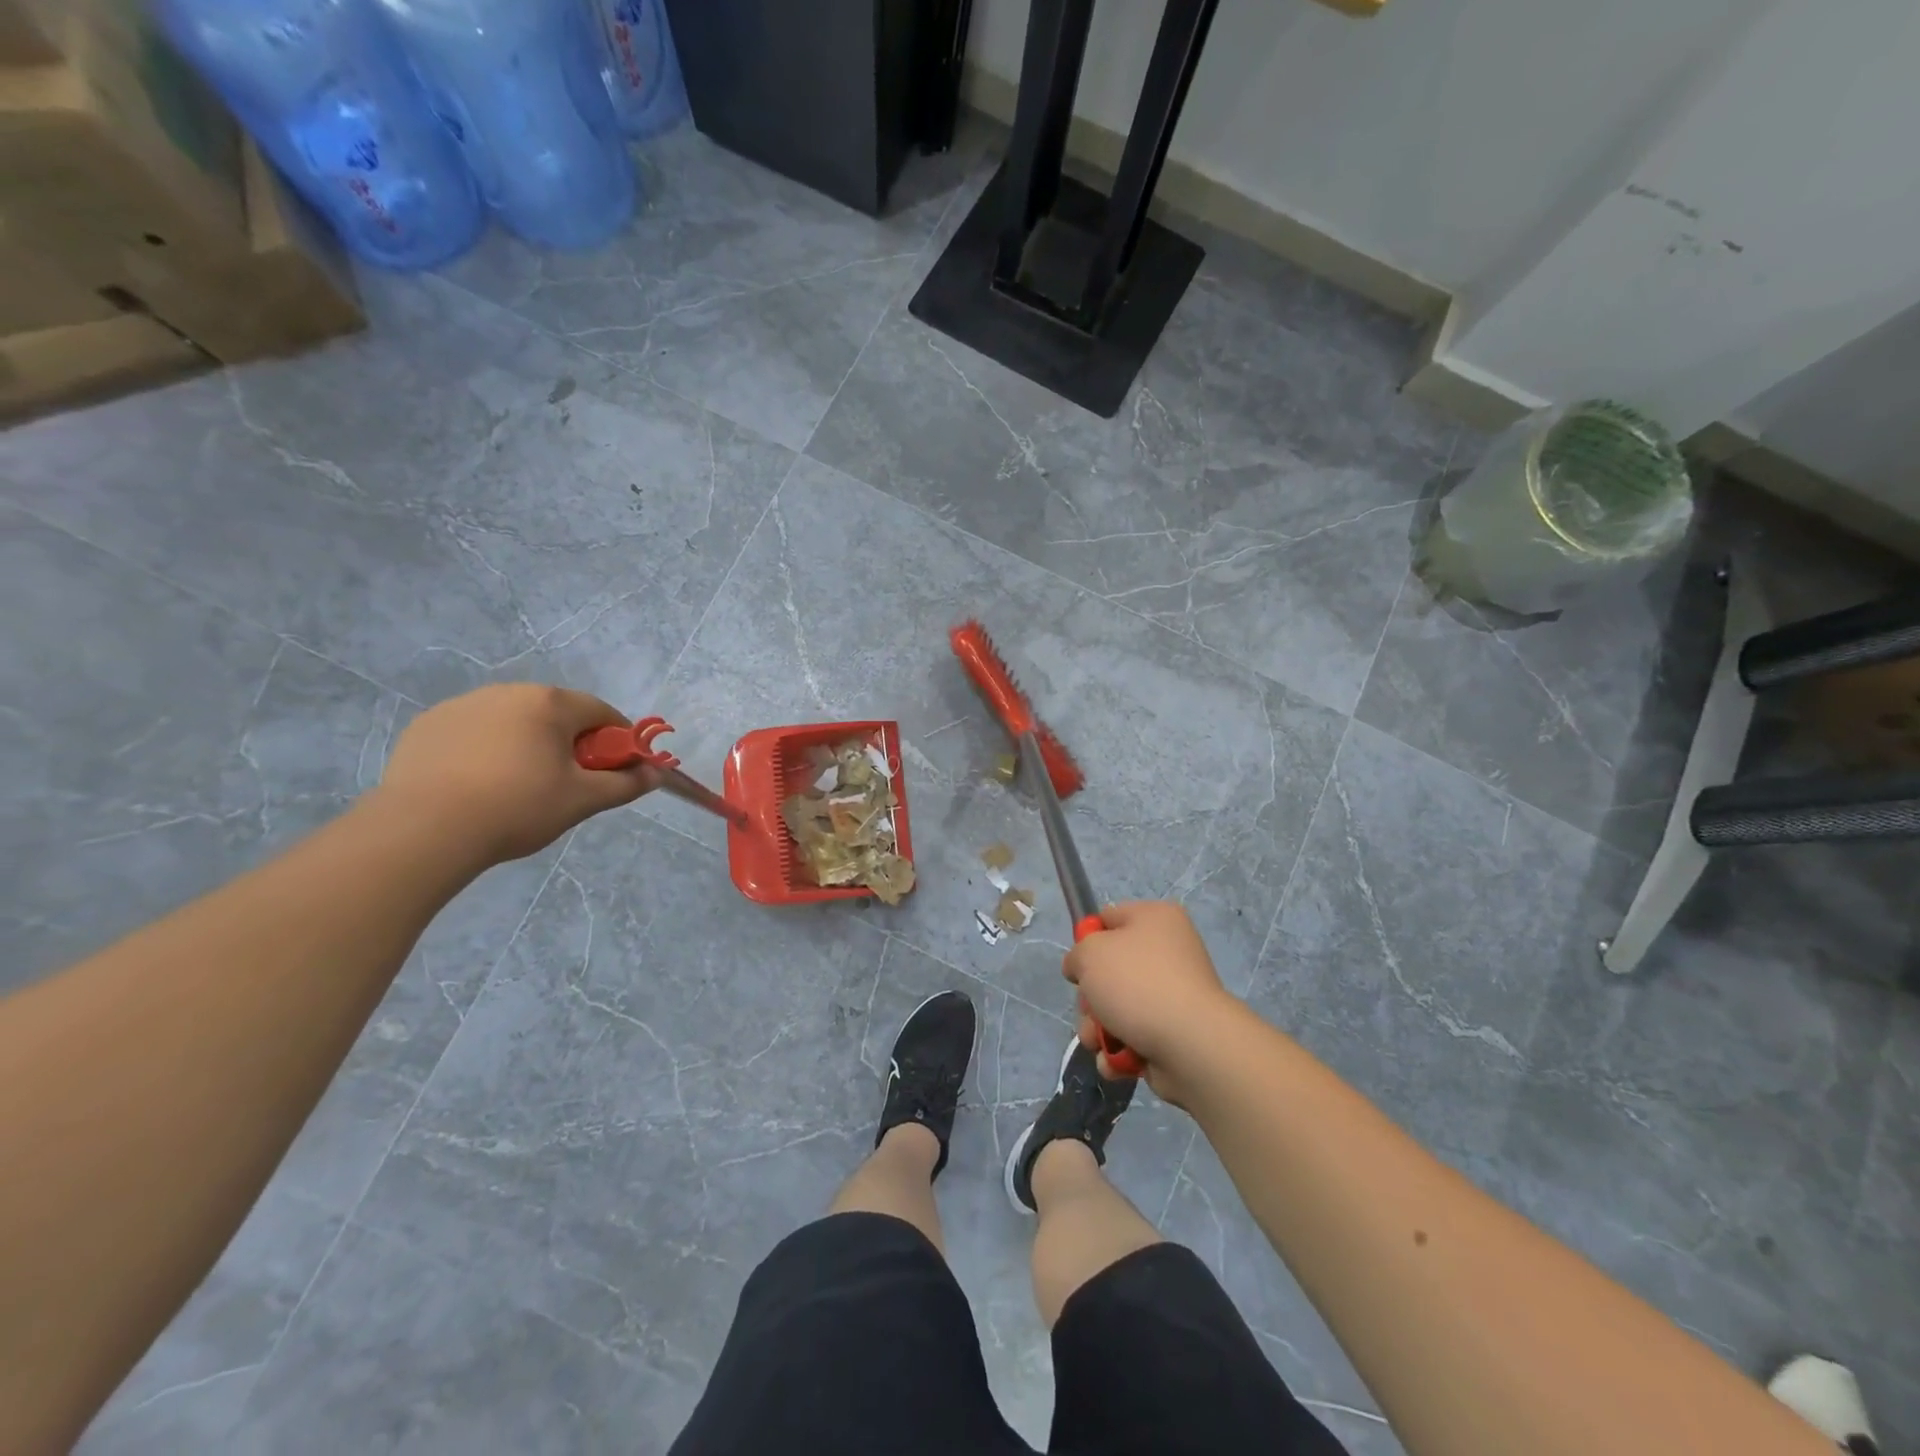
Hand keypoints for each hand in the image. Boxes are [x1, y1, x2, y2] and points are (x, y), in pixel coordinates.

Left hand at [373, 685, 661, 863]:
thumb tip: (656, 774)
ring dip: (527, 745)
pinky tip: (478, 787)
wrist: (424, 830)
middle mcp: (508, 691)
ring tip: (517, 789)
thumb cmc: (518, 807)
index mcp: (550, 703)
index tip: (614, 772)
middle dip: (570, 744)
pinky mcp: (427, 726)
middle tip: (567, 785)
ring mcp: (462, 705)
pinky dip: (485, 752)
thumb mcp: (583, 800)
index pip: (601, 713)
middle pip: (557, 714)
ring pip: (513, 722)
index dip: (617, 741)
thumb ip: (626, 783)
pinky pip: (473, 733)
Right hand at [1064, 901, 1242, 1099]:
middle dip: (1090, 997)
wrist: (1190, 1044)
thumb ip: (1077, 954)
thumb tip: (1082, 969)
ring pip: (1117, 1008)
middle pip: (1110, 970)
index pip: (1109, 919)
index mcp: (1155, 919)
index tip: (1079, 964)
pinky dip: (1120, 1051)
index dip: (1088, 941)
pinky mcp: (1173, 1033)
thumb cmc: (1137, 984)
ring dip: (1098, 1028)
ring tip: (1098, 1042)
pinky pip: (1133, 1037)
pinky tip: (1117, 1060)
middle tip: (1090, 1008)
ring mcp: (1172, 995)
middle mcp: (1168, 953)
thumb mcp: (1090, 953)